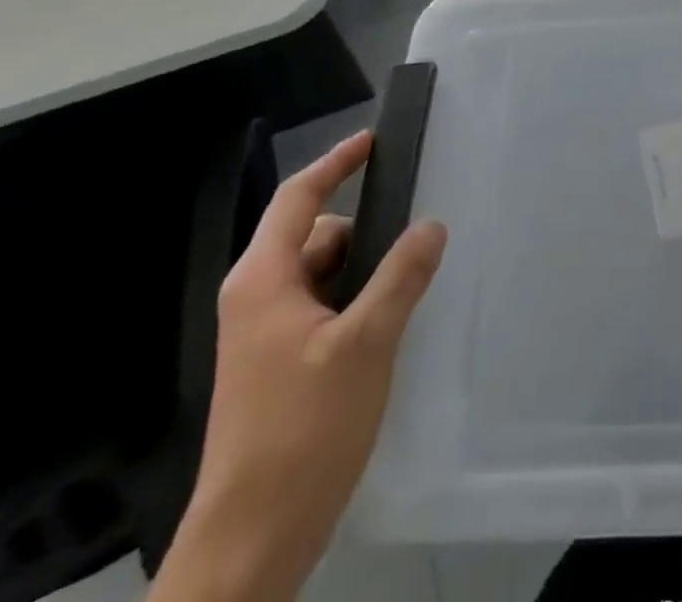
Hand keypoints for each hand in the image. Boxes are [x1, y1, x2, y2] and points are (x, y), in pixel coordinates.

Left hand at [156, 132, 447, 601]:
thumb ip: (401, 277)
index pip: (299, 197)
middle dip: (365, 233)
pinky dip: (354, 304)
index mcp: (263, 279)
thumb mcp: (365, 344)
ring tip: (407, 293)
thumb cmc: (303, 430)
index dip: (336, 163)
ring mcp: (263, 335)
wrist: (251, 542)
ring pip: (323, 276)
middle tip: (416, 241)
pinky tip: (387, 329)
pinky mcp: (275, 365)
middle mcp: (256, 297)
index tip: (374, 140)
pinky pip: (321, 309)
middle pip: (316, 236)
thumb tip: (431, 225)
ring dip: (363, 274)